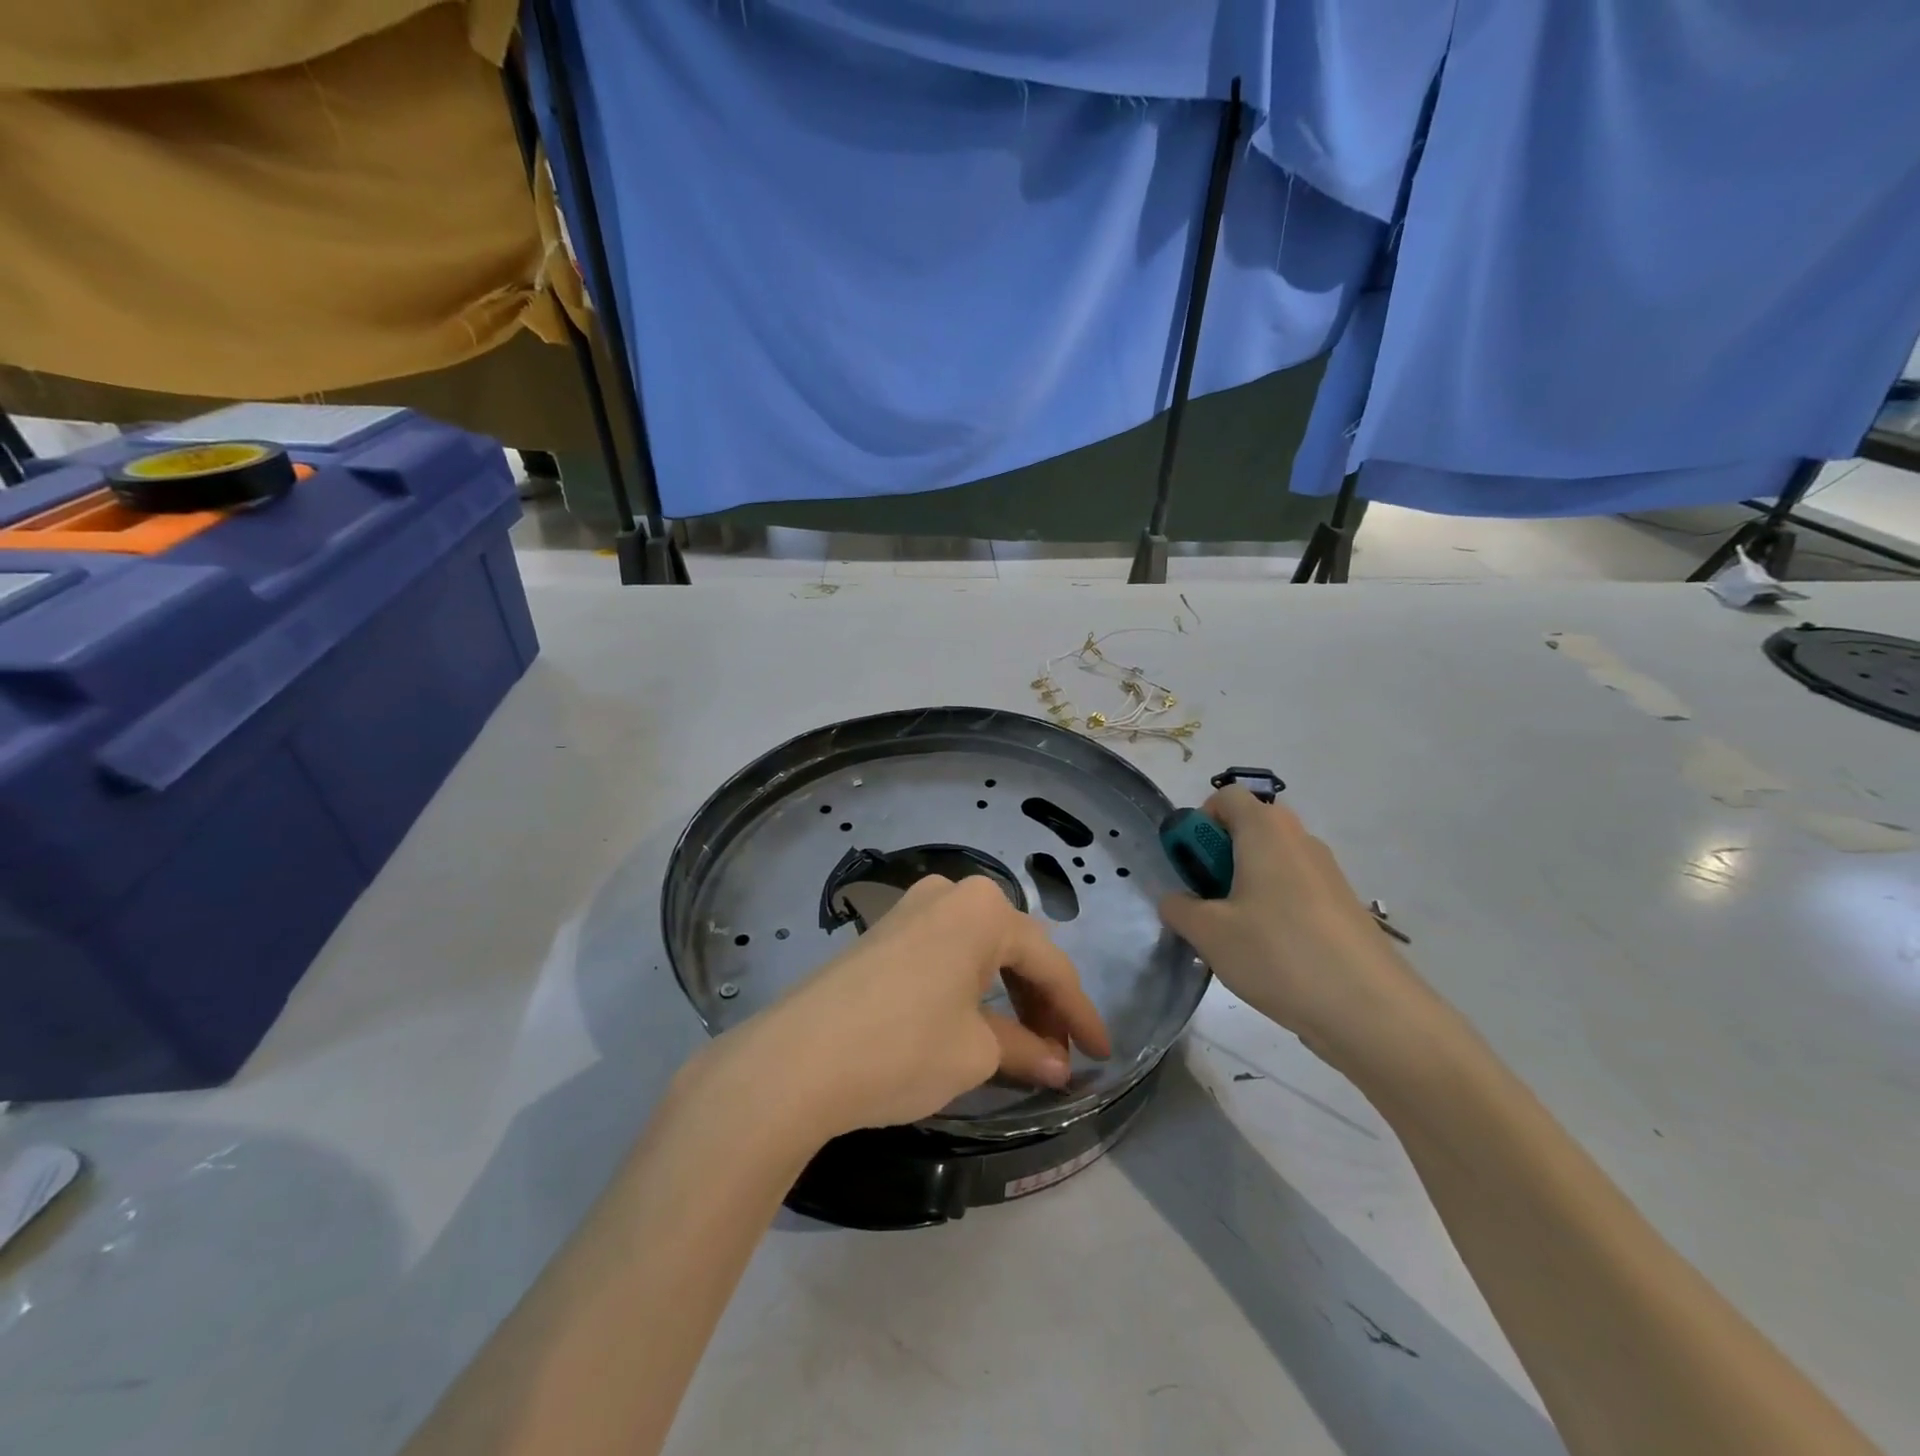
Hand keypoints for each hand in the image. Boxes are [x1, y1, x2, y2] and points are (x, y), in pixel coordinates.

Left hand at [722, 874, 1111, 1139]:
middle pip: (1013, 950)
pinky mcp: (882, 933)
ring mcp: (910, 909)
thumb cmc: (904, 1046)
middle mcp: (949, 893)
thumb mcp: (975, 1052)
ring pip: (979, 951)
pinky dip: (970, 989)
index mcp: (983, 908)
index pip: (1049, 964)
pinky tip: (977, 1023)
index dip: (1080, 1014)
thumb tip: (1058, 1066)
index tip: (1104, 1054)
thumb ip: (1025, 1051)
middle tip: (1062, 1056)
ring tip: (1026, 1047)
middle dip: (1042, 1004)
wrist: (797, 1059)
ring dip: (1007, 997)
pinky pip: (945, 955)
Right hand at [1157, 788, 1450, 1071]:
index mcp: (1266, 830)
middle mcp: (1300, 839)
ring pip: (1272, 862)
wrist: (1371, 1011)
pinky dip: (1275, 908)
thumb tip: (1177, 901)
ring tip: (1237, 937)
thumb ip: (1179, 909)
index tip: (1192, 866)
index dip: (1200, 823)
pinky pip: (1296, 890)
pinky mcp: (1344, 906)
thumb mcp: (1208, 933)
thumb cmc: (1278, 954)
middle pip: (1250, 828)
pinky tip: (1271, 955)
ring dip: (1245, 886)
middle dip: (1219, 858)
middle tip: (1209, 903)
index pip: (1226, 796)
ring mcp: (1328, 873)